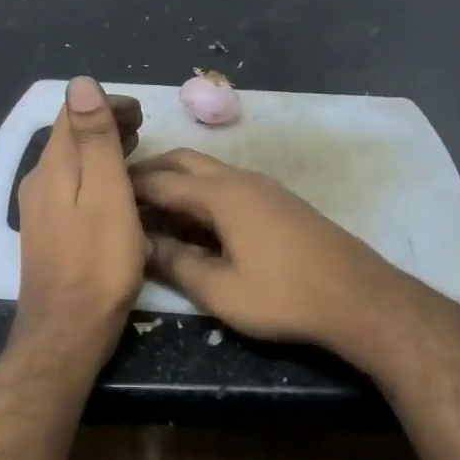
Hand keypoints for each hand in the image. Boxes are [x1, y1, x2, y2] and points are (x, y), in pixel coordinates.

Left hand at [12, 78, 145, 359]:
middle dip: (103, 124)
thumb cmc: (98, 263)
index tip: (141, 111)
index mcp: (51, 167)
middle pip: (69, 138)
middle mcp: (37, 182)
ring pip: (70, 164)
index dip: (105, 104)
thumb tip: (80, 82)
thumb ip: (94, 139)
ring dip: (100, 150)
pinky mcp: (47, 234)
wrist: (67, 331)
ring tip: (134, 151)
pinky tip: (114, 192)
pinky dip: (94, 177)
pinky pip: (70, 188)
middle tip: (142, 128)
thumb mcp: (105, 194)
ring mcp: (38, 210)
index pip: (71, 114)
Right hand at [131, 148, 420, 365]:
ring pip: (207, 170)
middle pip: (183, 161)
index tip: (99, 193)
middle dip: (150, 172)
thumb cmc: (285, 296)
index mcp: (222, 195)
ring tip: (150, 207)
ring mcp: (263, 186)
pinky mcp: (278, 200)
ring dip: (176, 180)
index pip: (161, 181)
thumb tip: (140, 245)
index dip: (127, 187)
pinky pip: (226, 183)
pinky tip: (194, 219)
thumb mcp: (221, 290)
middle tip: (120, 194)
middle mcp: (240, 179)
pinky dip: (199, 191)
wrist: (360, 298)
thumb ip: (177, 264)